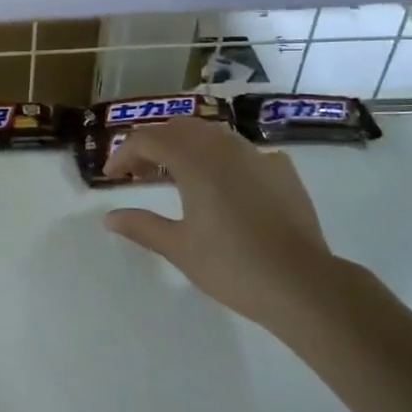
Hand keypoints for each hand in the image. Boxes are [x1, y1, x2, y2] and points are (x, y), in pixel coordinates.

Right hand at [103, 118, 340, 331]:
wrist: (302, 283)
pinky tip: (222, 184)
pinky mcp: (281, 170)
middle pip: (178, 128)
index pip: (147, 139)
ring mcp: (256, 155)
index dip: (123, 154)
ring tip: (175, 175)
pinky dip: (220, 158)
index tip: (111, 177)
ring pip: (212, 134)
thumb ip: (141, 226)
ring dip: (186, 146)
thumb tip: (109, 218)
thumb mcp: (178, 248)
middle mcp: (223, 147)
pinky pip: (242, 150)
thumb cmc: (232, 265)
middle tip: (138, 173)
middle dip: (153, 144)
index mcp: (194, 160)